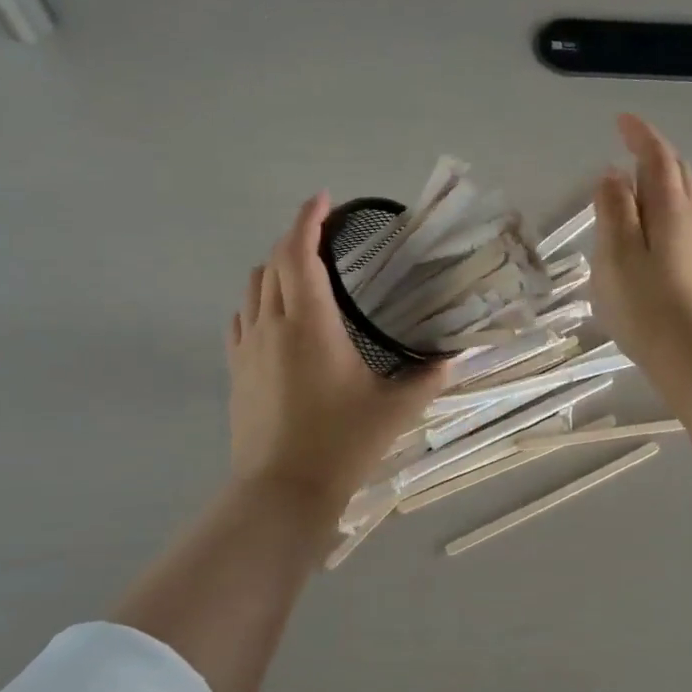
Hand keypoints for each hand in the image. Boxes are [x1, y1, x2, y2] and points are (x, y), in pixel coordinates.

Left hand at [226, 194, 450, 510]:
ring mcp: (248, 346)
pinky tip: (277, 315)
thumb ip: (427, 378)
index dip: (309, 219)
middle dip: (295, 237)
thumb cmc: (341, 443)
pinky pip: (242, 318)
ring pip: (254, 286)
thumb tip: (454, 358)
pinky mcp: (236, 369)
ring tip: (303, 271)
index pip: (299, 252)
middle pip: (274, 261)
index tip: (324, 200)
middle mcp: (273, 323)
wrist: (281, 491)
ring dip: (276, 267)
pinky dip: (259, 300)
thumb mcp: (394, 409)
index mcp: (310, 322)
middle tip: (324, 234)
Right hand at [592, 114, 691, 380]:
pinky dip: (673, 204)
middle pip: (678, 172)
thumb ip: (614, 211)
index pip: (657, 158)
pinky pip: (691, 217)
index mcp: (671, 208)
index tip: (622, 120)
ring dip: (666, 178)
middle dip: (655, 153)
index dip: (640, 136)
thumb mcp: (617, 254)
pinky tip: (663, 223)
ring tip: (642, 180)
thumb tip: (614, 176)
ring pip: (688, 195)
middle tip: (630, 146)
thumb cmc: (648, 305)